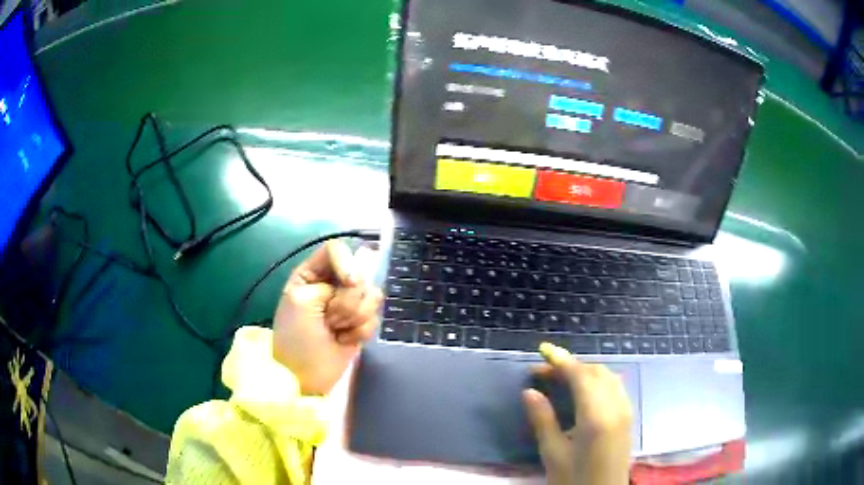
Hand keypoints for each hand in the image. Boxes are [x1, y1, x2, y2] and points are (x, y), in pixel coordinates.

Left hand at [272, 240, 382, 394]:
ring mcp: (348, 305)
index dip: (347, 263)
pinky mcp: (360, 324)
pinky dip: (360, 331)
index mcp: (311, 274)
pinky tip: (343, 340)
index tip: (349, 283)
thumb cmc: (296, 337)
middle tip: (328, 319)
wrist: (305, 375)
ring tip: (335, 331)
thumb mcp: (300, 299)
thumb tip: (358, 281)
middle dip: (346, 301)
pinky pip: (375, 317)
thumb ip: (328, 281)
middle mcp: (331, 285)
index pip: (336, 250)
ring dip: (354, 317)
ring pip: (371, 296)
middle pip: (358, 274)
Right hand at [523, 343, 632, 484]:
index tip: (543, 350)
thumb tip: (529, 392)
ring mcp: (625, 411)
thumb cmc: (574, 479)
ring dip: (586, 371)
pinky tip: (585, 391)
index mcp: (596, 415)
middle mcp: (615, 406)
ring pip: (608, 377)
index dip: (561, 360)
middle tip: (544, 372)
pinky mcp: (627, 418)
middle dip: (571, 365)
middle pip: (596, 372)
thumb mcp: (553, 453)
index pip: (580, 376)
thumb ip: (542, 420)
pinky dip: (598, 380)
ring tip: (562, 379)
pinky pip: (615, 387)